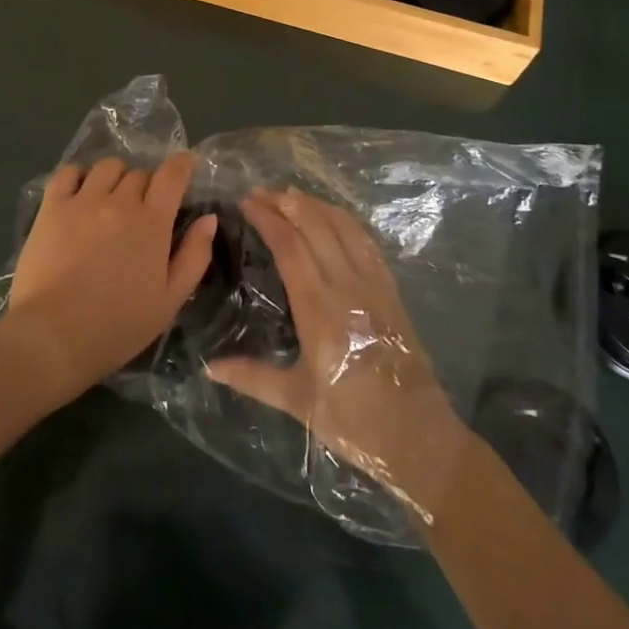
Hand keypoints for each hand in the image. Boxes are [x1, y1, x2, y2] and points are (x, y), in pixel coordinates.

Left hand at [6, 153, 216, 395]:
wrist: (53, 337)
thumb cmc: (118, 326)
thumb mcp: (170, 300)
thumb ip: (194, 256)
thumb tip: (208, 218)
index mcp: (151, 223)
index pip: (172, 175)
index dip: (182, 164)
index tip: (186, 164)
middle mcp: (118, 201)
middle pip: (140, 173)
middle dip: (148, 185)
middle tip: (144, 208)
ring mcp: (82, 201)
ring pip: (107, 167)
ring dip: (117, 178)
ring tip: (112, 199)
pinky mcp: (51, 207)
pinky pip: (69, 172)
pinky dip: (80, 176)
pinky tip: (81, 194)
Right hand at [208, 188, 465, 515]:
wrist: (419, 437)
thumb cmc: (354, 419)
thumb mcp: (298, 401)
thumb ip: (252, 377)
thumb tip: (209, 366)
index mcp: (319, 307)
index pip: (290, 246)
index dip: (267, 218)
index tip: (245, 202)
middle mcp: (347, 285)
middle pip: (315, 226)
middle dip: (286, 203)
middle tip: (261, 191)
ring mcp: (373, 284)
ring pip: (343, 227)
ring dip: (315, 205)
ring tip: (291, 195)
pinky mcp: (391, 291)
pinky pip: (366, 242)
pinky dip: (345, 221)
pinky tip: (333, 218)